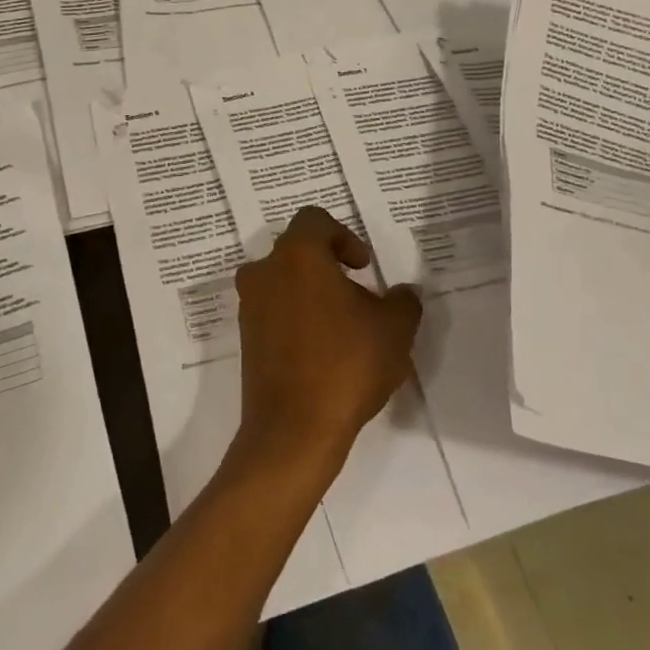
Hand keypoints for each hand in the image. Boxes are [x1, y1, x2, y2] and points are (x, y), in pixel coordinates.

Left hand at [229, 207, 422, 480]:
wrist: (293, 430)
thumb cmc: (346, 364)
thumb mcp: (394, 329)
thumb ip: (403, 301)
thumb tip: (402, 293)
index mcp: (298, 255)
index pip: (315, 220)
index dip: (344, 236)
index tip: (363, 268)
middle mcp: (266, 271)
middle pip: (296, 250)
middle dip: (328, 265)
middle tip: (357, 294)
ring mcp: (250, 305)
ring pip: (283, 281)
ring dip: (311, 292)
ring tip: (342, 325)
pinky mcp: (246, 338)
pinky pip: (273, 311)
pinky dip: (296, 317)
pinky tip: (323, 349)